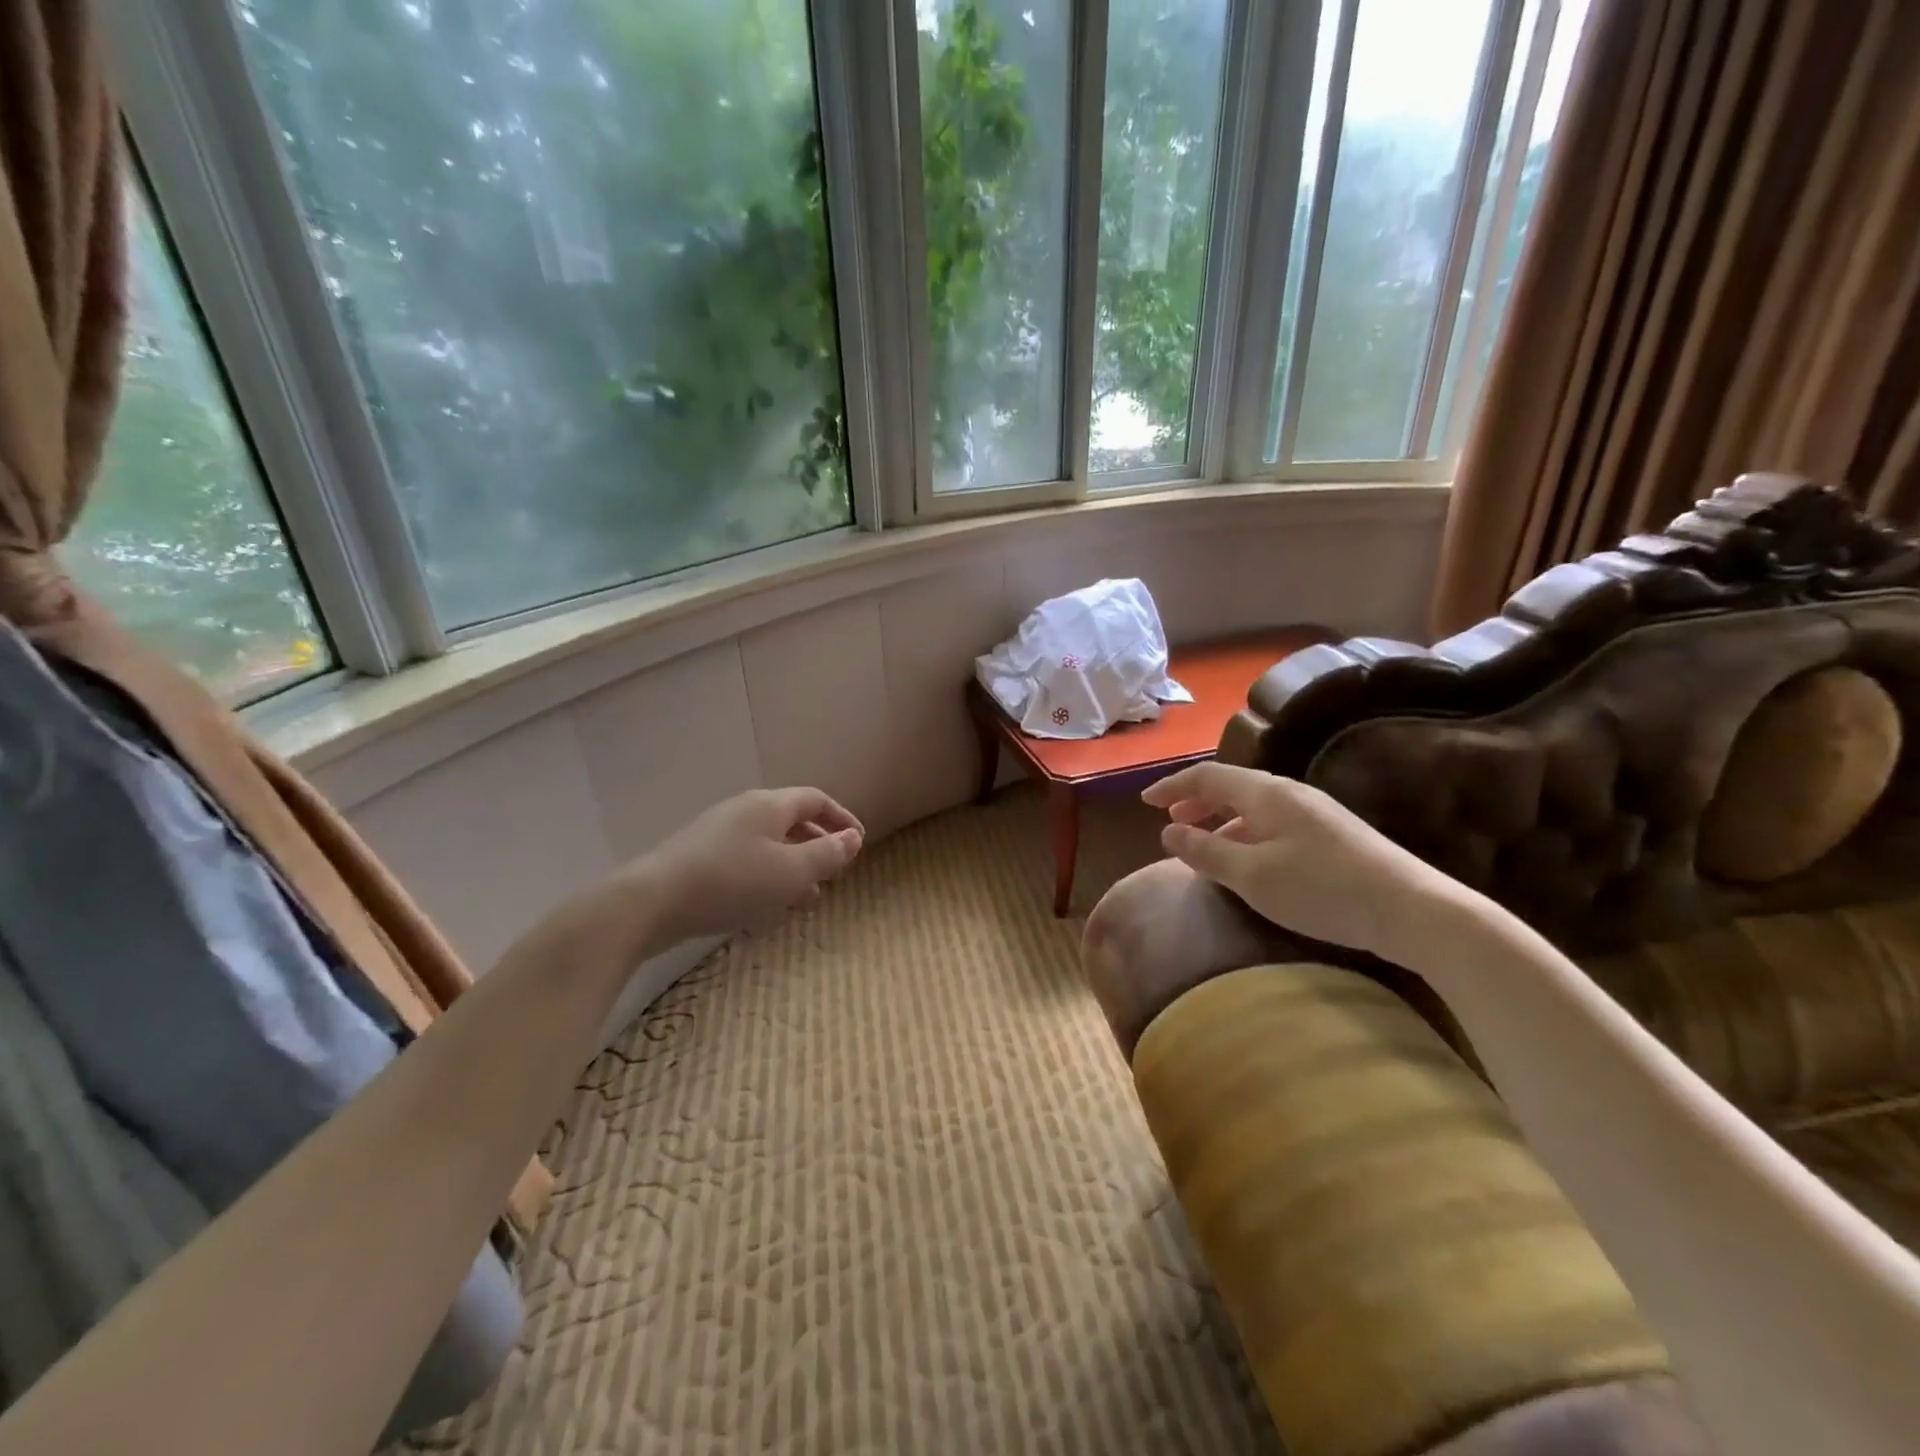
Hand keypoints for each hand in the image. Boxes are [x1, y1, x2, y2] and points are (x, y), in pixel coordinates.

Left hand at [627, 787, 863, 946]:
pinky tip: (765, 908)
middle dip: (817, 846)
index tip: (859, 842)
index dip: (842, 818)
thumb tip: (853, 838)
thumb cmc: (731, 881)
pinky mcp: (699, 858)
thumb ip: (826, 854)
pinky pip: (746, 861)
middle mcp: (744, 811)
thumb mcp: (790, 871)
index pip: (816, 799)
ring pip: (769, 845)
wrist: (651, 902)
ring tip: (806, 900)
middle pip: (791, 820)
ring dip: (793, 868)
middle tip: (834, 874)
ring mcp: (718, 833)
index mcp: (769, 805)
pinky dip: (767, 878)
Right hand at [1140, 761, 1458, 963]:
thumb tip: (1168, 832)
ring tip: (1203, 845)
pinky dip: (1246, 833)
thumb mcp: (1252, 875)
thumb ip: (1205, 851)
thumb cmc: (1322, 890)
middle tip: (1170, 822)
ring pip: (1253, 807)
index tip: (1145, 802)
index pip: (1208, 777)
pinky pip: (1273, 823)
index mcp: (1266, 794)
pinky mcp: (1333, 835)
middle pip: (1232, 787)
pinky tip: (1249, 861)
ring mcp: (1316, 813)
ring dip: (1221, 820)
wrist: (1413, 910)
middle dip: (1196, 801)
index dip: (1173, 787)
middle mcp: (1290, 794)